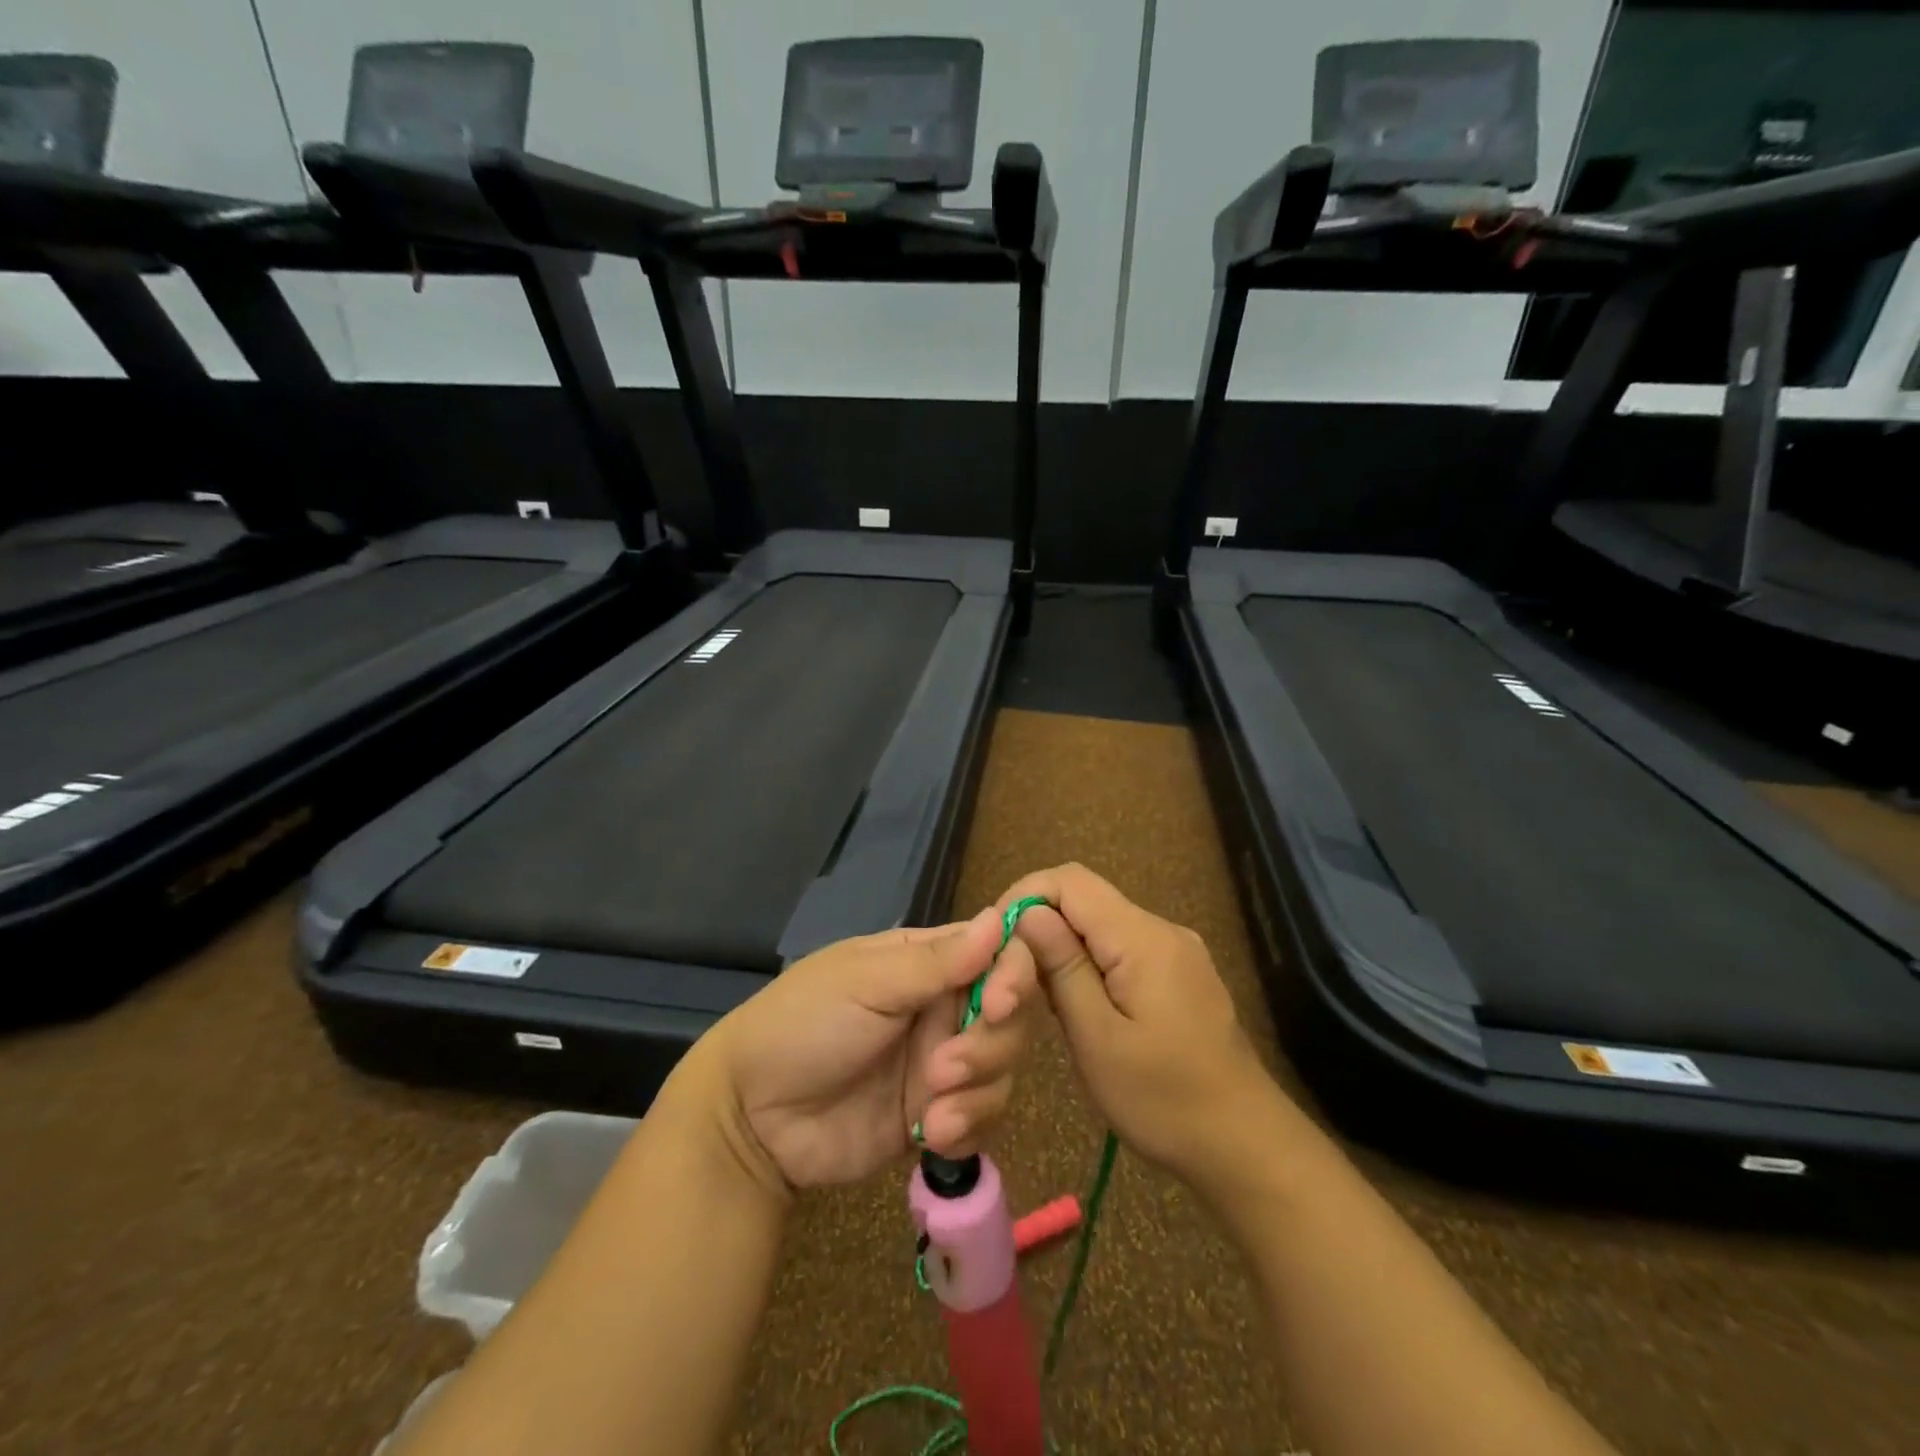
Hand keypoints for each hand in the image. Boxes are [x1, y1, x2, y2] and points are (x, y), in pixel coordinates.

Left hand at [683, 908, 1037, 1195]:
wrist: (751, 1118)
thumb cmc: (803, 1025)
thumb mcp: (866, 983)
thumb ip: (937, 961)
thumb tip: (1000, 918)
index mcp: (927, 962)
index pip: (997, 953)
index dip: (1013, 974)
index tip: (999, 1003)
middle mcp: (942, 1007)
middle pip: (1010, 1015)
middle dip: (989, 1045)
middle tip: (944, 1067)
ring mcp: (941, 1064)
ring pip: (1002, 1069)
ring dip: (977, 1091)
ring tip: (932, 1112)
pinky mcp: (936, 1116)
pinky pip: (982, 1119)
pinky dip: (968, 1128)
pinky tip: (932, 1135)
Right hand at [998, 864, 1272, 1186]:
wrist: (1245, 1145)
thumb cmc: (1164, 1100)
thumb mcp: (1098, 1038)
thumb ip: (1062, 967)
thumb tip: (1029, 913)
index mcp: (1143, 938)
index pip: (1071, 881)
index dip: (1026, 896)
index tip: (997, 940)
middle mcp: (1161, 929)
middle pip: (1085, 899)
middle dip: (1040, 926)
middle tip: (1013, 977)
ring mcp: (1174, 950)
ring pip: (1101, 924)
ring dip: (1062, 948)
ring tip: (1040, 998)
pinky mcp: (1178, 973)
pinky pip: (1121, 947)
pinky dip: (1089, 963)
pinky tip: (1079, 1006)